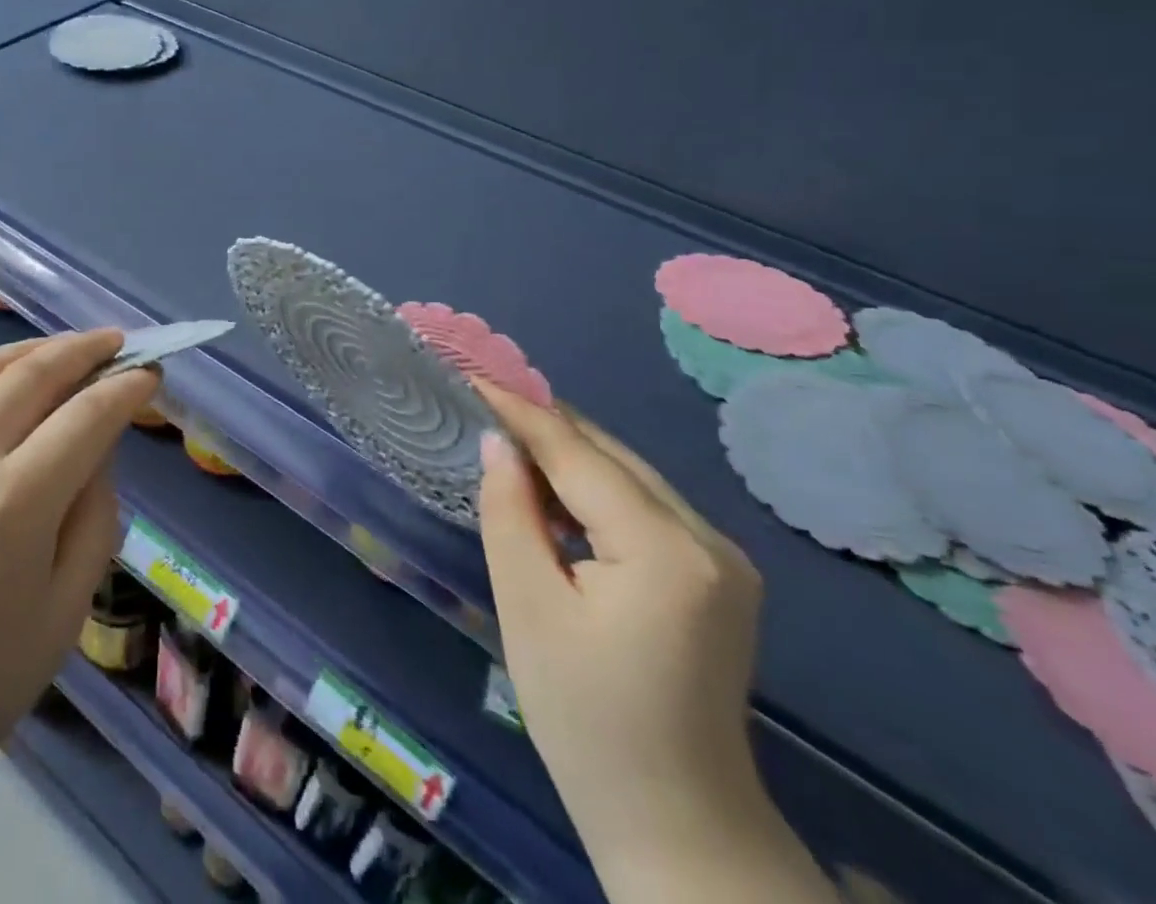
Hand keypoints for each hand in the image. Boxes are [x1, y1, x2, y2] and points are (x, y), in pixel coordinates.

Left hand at [0, 330, 157, 811]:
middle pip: (33, 373)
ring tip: (66, 348)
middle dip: (83, 349)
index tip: (151, 374)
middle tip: (117, 341)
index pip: (87, 416)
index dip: (126, 389)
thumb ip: (92, 522)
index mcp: (16, 501)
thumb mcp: (61, 616)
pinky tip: (7, 390)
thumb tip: (96, 458)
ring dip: (33, 349)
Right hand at [476, 387, 829, 902]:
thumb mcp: (528, 608)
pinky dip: (594, 489)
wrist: (677, 822)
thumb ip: (509, 513)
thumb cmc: (586, 719)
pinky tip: (554, 493)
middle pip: (610, 457)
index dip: (521, 411)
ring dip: (568, 456)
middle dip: (544, 426)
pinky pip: (644, 506)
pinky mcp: (720, 576)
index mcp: (667, 551)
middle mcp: (709, 540)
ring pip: (629, 476)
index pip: (578, 455)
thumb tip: (499, 445)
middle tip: (482, 400)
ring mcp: (724, 558)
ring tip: (507, 439)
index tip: (471, 375)